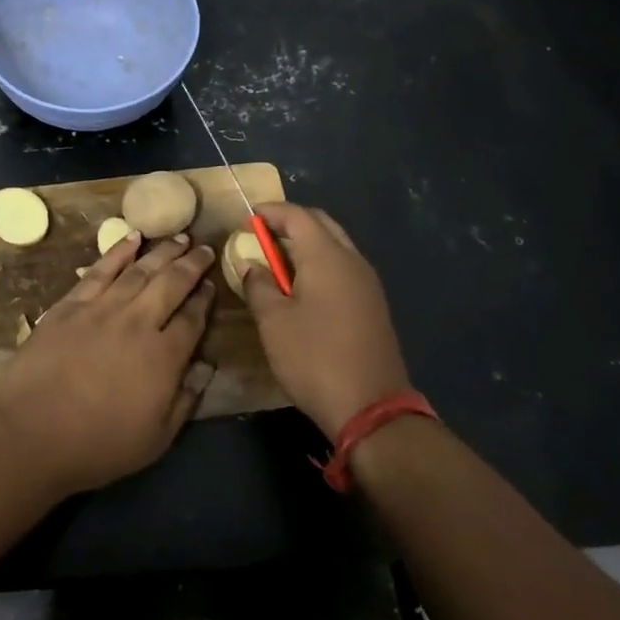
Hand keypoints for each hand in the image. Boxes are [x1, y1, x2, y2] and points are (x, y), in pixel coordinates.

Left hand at [0, 231, 216, 496]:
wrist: (31, 432)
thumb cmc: (97, 445)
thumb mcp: (156, 439)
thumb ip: (186, 400)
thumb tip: (207, 366)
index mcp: (164, 356)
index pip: (193, 318)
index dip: (205, 300)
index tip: (212, 285)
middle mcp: (138, 322)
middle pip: (171, 283)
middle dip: (192, 264)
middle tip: (204, 247)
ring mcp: (102, 308)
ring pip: (140, 270)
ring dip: (163, 252)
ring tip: (180, 237)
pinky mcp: (71, 304)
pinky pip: (100, 269)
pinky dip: (119, 251)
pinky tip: (133, 238)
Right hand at [238, 203, 411, 439]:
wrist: (371, 407)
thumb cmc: (314, 358)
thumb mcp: (273, 322)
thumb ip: (259, 286)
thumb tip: (253, 267)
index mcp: (327, 257)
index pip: (298, 216)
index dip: (270, 212)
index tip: (246, 218)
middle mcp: (352, 261)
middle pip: (321, 224)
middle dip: (290, 222)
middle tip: (261, 234)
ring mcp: (367, 283)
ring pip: (335, 246)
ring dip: (306, 243)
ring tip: (276, 260)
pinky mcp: (372, 305)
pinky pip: (343, 268)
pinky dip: (319, 263)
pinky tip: (301, 286)